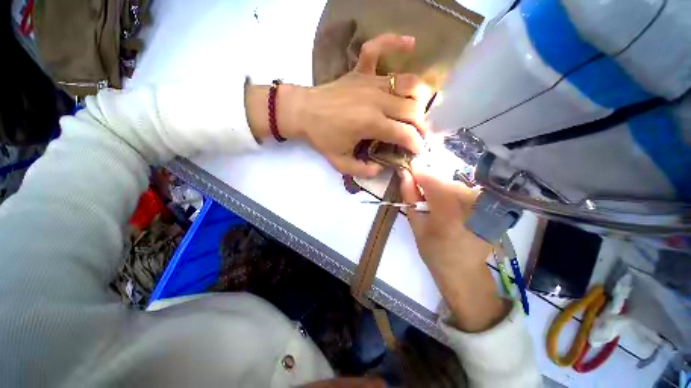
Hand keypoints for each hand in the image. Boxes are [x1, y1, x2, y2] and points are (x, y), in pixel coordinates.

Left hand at [245, 34, 430, 177]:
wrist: (302, 112)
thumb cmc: (321, 137)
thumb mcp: (339, 162)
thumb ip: (362, 170)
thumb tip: (381, 169)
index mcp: (370, 123)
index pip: (404, 133)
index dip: (415, 143)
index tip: (417, 150)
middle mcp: (376, 100)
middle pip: (411, 109)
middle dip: (420, 125)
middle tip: (416, 134)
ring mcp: (370, 82)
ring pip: (407, 82)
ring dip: (418, 96)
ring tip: (416, 108)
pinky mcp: (360, 70)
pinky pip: (378, 48)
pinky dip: (395, 42)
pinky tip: (411, 44)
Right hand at [400, 167, 510, 331]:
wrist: (464, 272)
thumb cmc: (435, 251)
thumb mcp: (416, 224)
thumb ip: (409, 196)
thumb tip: (404, 174)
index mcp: (448, 206)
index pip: (428, 176)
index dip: (416, 171)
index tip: (407, 171)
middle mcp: (469, 198)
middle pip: (441, 179)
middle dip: (428, 184)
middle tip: (421, 199)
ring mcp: (482, 200)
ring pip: (452, 184)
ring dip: (440, 190)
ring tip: (436, 207)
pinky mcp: (488, 204)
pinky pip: (464, 190)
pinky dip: (453, 195)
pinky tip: (450, 209)